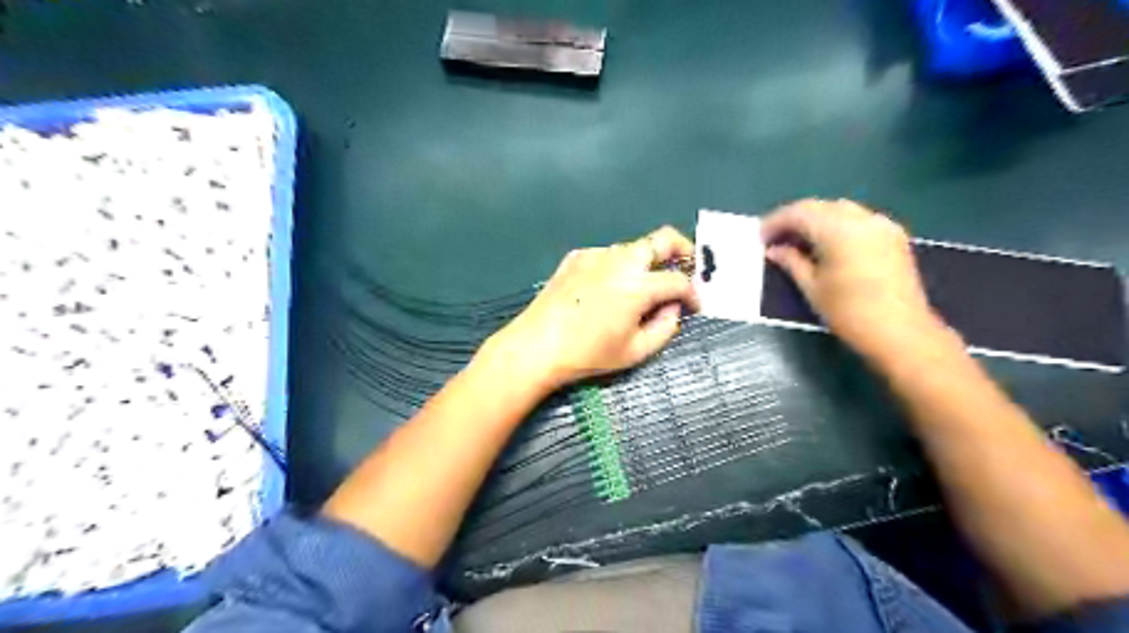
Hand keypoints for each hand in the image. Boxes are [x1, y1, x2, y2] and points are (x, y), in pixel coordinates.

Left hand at [484, 228, 702, 393]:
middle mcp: (620, 260)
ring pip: (633, 247)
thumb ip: (665, 327)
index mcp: (638, 285)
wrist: (537, 345)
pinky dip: (618, 266)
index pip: (678, 280)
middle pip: (662, 239)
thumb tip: (674, 308)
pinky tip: (609, 288)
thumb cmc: (588, 354)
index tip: (695, 305)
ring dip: (648, 261)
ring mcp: (596, 254)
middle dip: (682, 250)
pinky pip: (607, 255)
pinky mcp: (576, 257)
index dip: (693, 293)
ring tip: (643, 286)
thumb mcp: (635, 351)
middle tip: (686, 268)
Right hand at [764, 201, 944, 363]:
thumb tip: (774, 250)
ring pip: (840, 210)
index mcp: (838, 230)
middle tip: (776, 238)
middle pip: (820, 207)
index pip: (799, 212)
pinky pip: (859, 219)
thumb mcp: (811, 288)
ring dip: (816, 220)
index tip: (760, 237)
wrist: (901, 333)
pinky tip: (828, 245)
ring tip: (799, 241)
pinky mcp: (894, 236)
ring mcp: (882, 225)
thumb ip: (791, 262)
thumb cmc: (849, 313)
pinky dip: (837, 225)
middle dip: (795, 219)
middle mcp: (862, 219)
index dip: (776, 222)